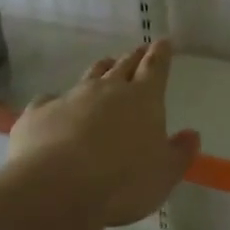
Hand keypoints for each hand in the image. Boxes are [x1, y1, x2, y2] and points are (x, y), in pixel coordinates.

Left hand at [8, 39, 200, 227]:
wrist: (56, 188)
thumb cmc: (123, 181)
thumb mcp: (165, 174)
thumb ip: (180, 153)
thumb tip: (191, 134)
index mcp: (143, 99)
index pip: (155, 67)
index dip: (160, 54)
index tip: (163, 41)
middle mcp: (107, 90)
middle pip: (123, 66)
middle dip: (133, 57)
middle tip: (138, 51)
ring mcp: (70, 98)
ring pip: (90, 76)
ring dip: (100, 70)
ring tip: (105, 66)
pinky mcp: (38, 113)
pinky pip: (49, 100)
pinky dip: (56, 101)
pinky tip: (53, 106)